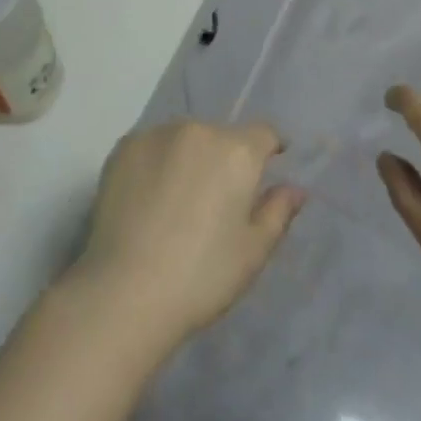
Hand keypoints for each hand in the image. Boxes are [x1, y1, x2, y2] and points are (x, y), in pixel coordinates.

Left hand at [67, 120, 305, 353]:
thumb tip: (295, 188)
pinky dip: (156, 164)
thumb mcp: (252, 253)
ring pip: (185, 139)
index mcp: (236, 151)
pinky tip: (147, 200)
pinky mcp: (125, 146)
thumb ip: (277, 212)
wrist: (125, 291)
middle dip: (224, 160)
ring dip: (189, 159)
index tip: (266, 169)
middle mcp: (199, 129)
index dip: (269, 149)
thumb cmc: (201, 277)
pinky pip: (151, 147)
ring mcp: (158, 134)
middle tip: (214, 203)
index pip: (264, 133)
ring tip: (176, 203)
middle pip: (221, 136)